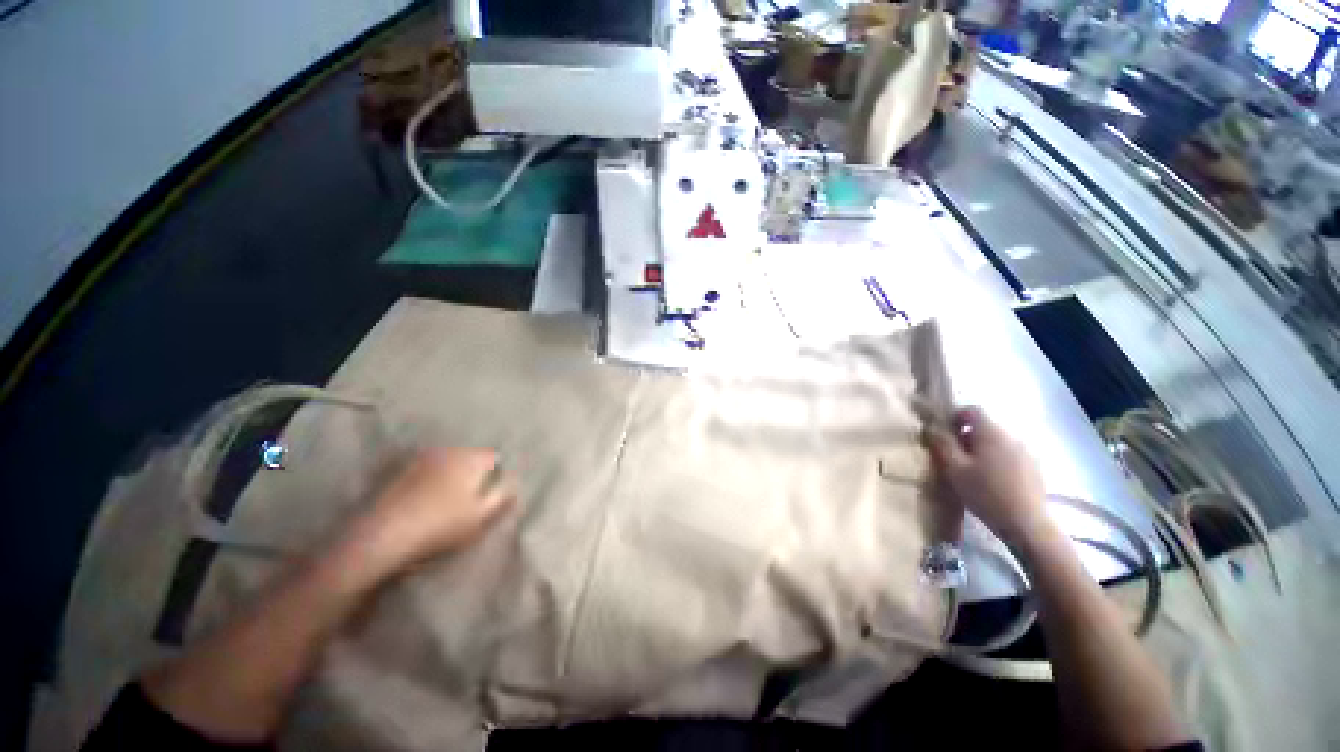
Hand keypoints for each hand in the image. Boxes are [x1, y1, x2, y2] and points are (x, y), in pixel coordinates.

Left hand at [343, 448, 517, 576]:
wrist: (383, 536)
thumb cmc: (441, 526)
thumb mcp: (481, 517)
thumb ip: (502, 497)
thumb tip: (514, 483)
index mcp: (471, 459)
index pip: (494, 457)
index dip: (497, 474)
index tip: (493, 491)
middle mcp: (448, 452)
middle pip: (470, 456)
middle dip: (474, 470)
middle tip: (473, 494)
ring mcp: (421, 460)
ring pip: (446, 462)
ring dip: (451, 473)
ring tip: (448, 497)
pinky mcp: (398, 472)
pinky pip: (424, 470)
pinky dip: (429, 478)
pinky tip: (424, 498)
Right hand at [925, 407, 1051, 545]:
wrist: (1026, 524)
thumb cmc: (985, 493)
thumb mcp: (954, 468)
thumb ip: (942, 444)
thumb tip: (932, 426)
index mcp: (990, 433)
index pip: (972, 410)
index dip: (955, 417)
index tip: (944, 434)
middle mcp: (1011, 436)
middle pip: (985, 426)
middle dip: (967, 436)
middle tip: (954, 456)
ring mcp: (1026, 452)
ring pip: (998, 442)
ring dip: (983, 450)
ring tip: (972, 471)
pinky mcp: (1035, 468)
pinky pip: (1010, 455)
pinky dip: (998, 461)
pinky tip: (992, 482)